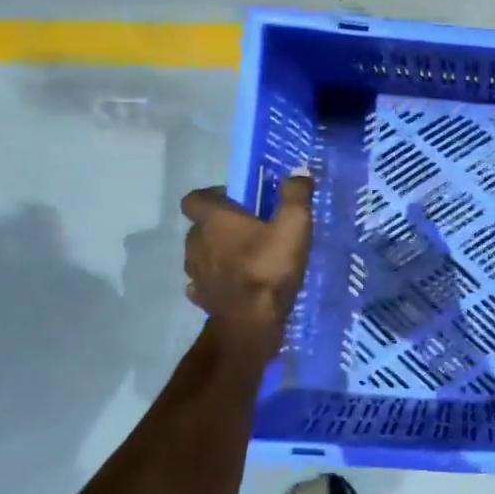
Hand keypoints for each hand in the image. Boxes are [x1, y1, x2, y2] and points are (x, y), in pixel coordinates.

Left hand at [180, 171, 313, 350]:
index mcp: (214, 220)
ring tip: (246, 258)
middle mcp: (196, 242)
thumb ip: (296, 195)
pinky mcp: (201, 297)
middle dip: (221, 225)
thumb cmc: (269, 267)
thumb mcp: (294, 225)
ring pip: (201, 253)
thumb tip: (299, 170)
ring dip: (217, 252)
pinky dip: (216, 279)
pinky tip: (236, 283)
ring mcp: (195, 272)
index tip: (238, 201)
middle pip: (200, 226)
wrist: (251, 322)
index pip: (195, 198)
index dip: (213, 196)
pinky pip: (204, 281)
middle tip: (251, 229)